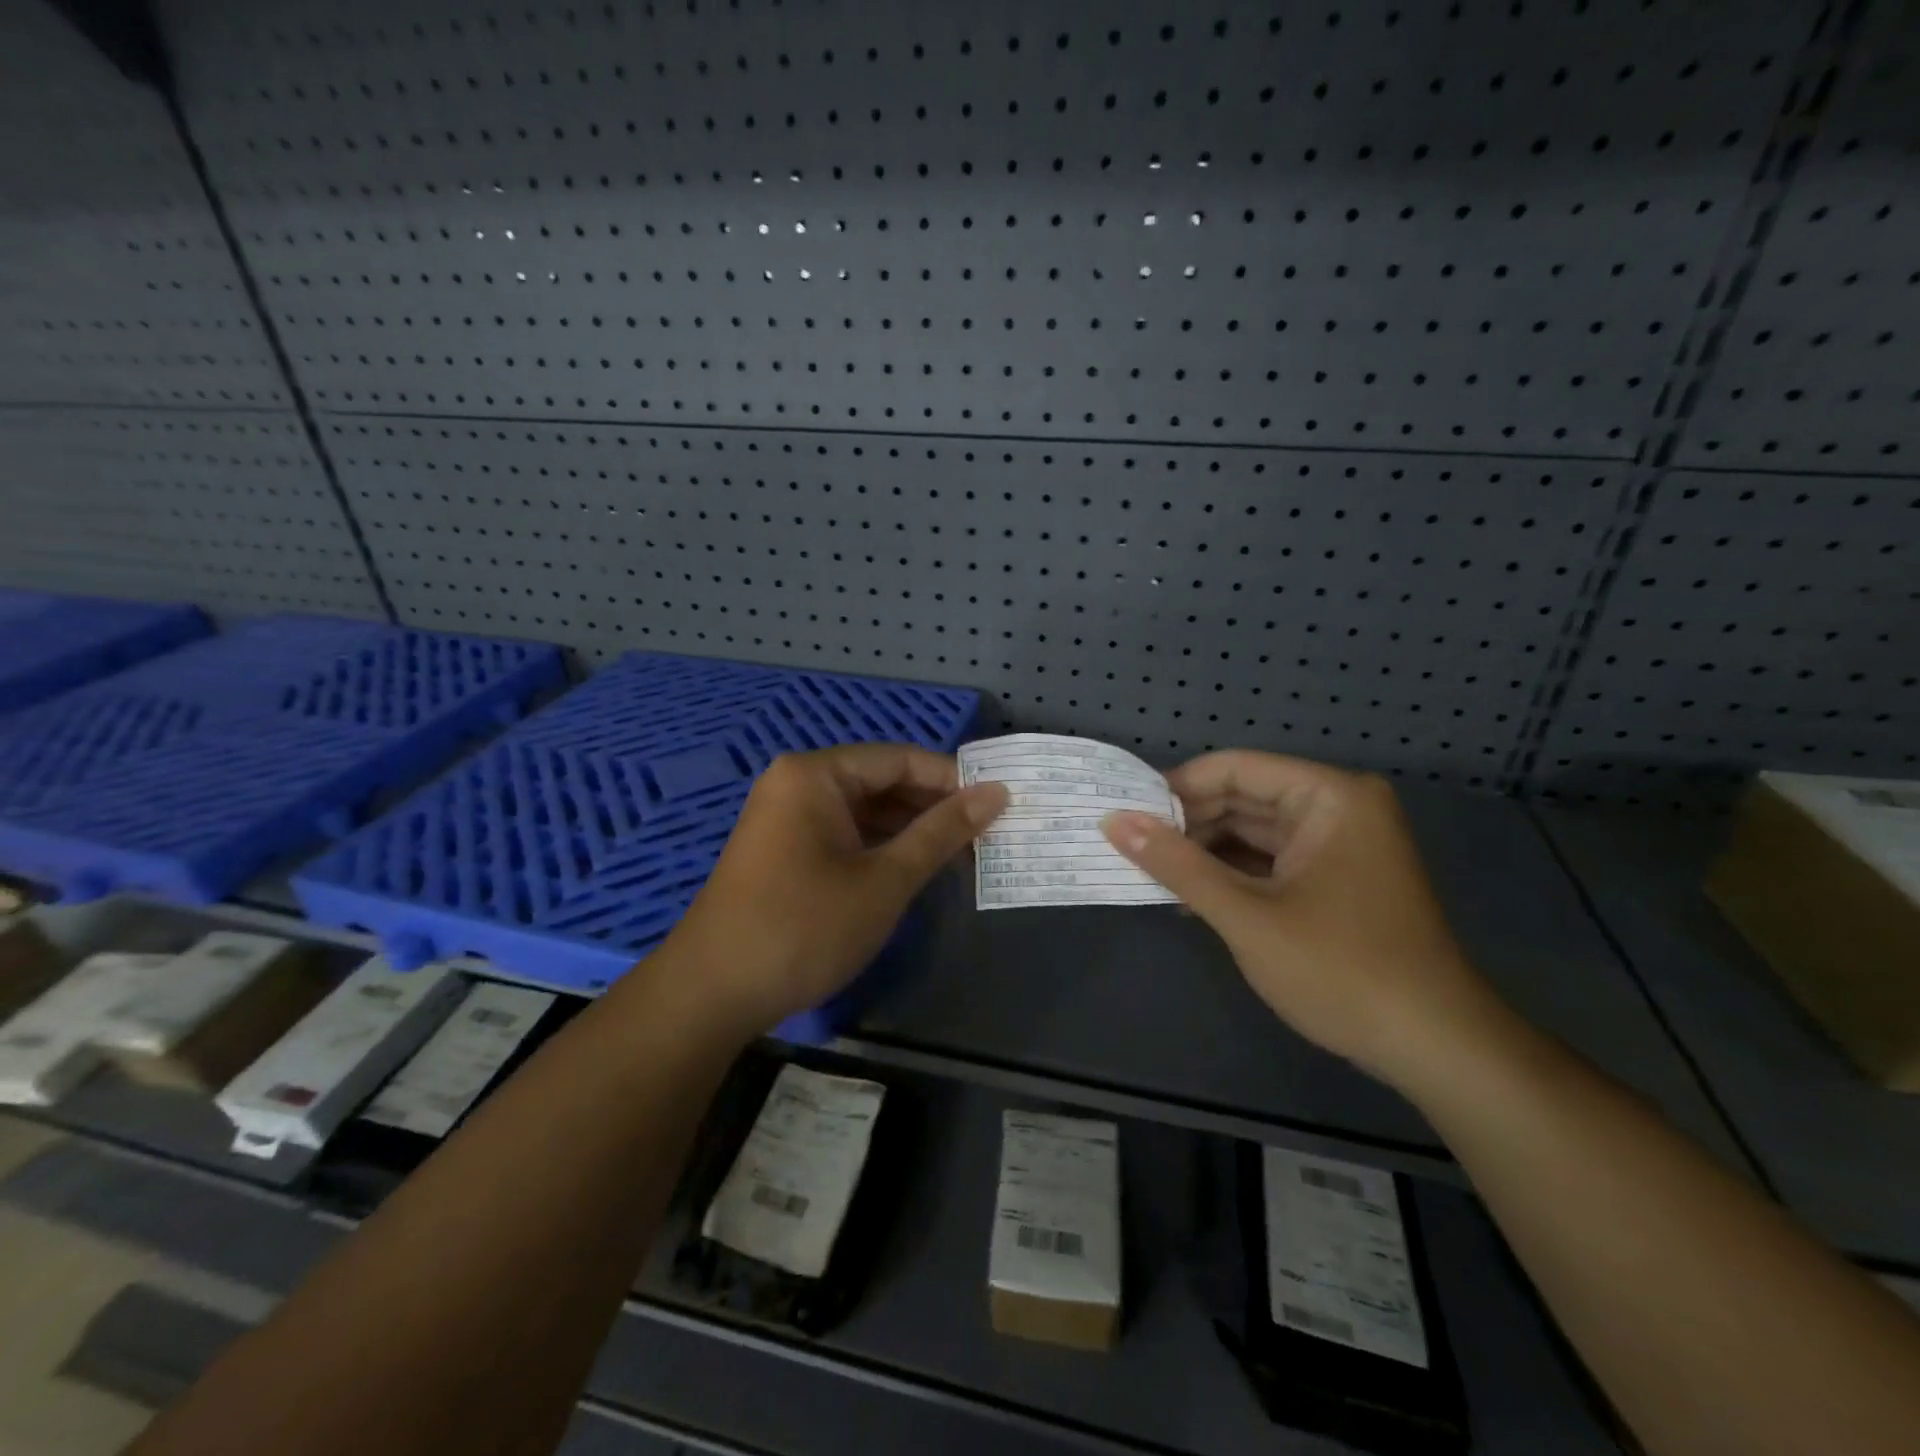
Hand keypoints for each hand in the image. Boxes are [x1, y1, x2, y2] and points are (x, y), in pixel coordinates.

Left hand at [670, 744, 1005, 1036]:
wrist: (712, 994)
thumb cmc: (804, 927)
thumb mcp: (884, 880)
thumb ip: (942, 832)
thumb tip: (997, 793)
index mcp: (816, 774)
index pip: (900, 759)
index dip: (952, 781)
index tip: (999, 805)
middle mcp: (799, 784)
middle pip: (882, 782)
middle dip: (934, 808)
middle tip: (988, 835)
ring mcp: (789, 818)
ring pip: (866, 812)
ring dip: (912, 832)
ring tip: (964, 856)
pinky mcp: (787, 851)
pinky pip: (846, 835)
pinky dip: (883, 849)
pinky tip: (919, 870)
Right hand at [1103, 751, 1498, 1085]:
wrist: (1436, 1049)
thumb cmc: (1341, 970)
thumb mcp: (1246, 915)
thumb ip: (1176, 864)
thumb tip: (1113, 821)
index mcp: (1328, 796)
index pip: (1234, 769)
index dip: (1175, 789)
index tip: (1124, 815)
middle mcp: (1337, 807)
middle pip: (1243, 797)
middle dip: (1186, 824)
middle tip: (1128, 848)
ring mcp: (1339, 844)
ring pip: (1253, 831)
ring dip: (1204, 852)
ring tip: (1149, 873)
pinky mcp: (1336, 878)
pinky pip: (1270, 860)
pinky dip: (1231, 875)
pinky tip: (1188, 896)